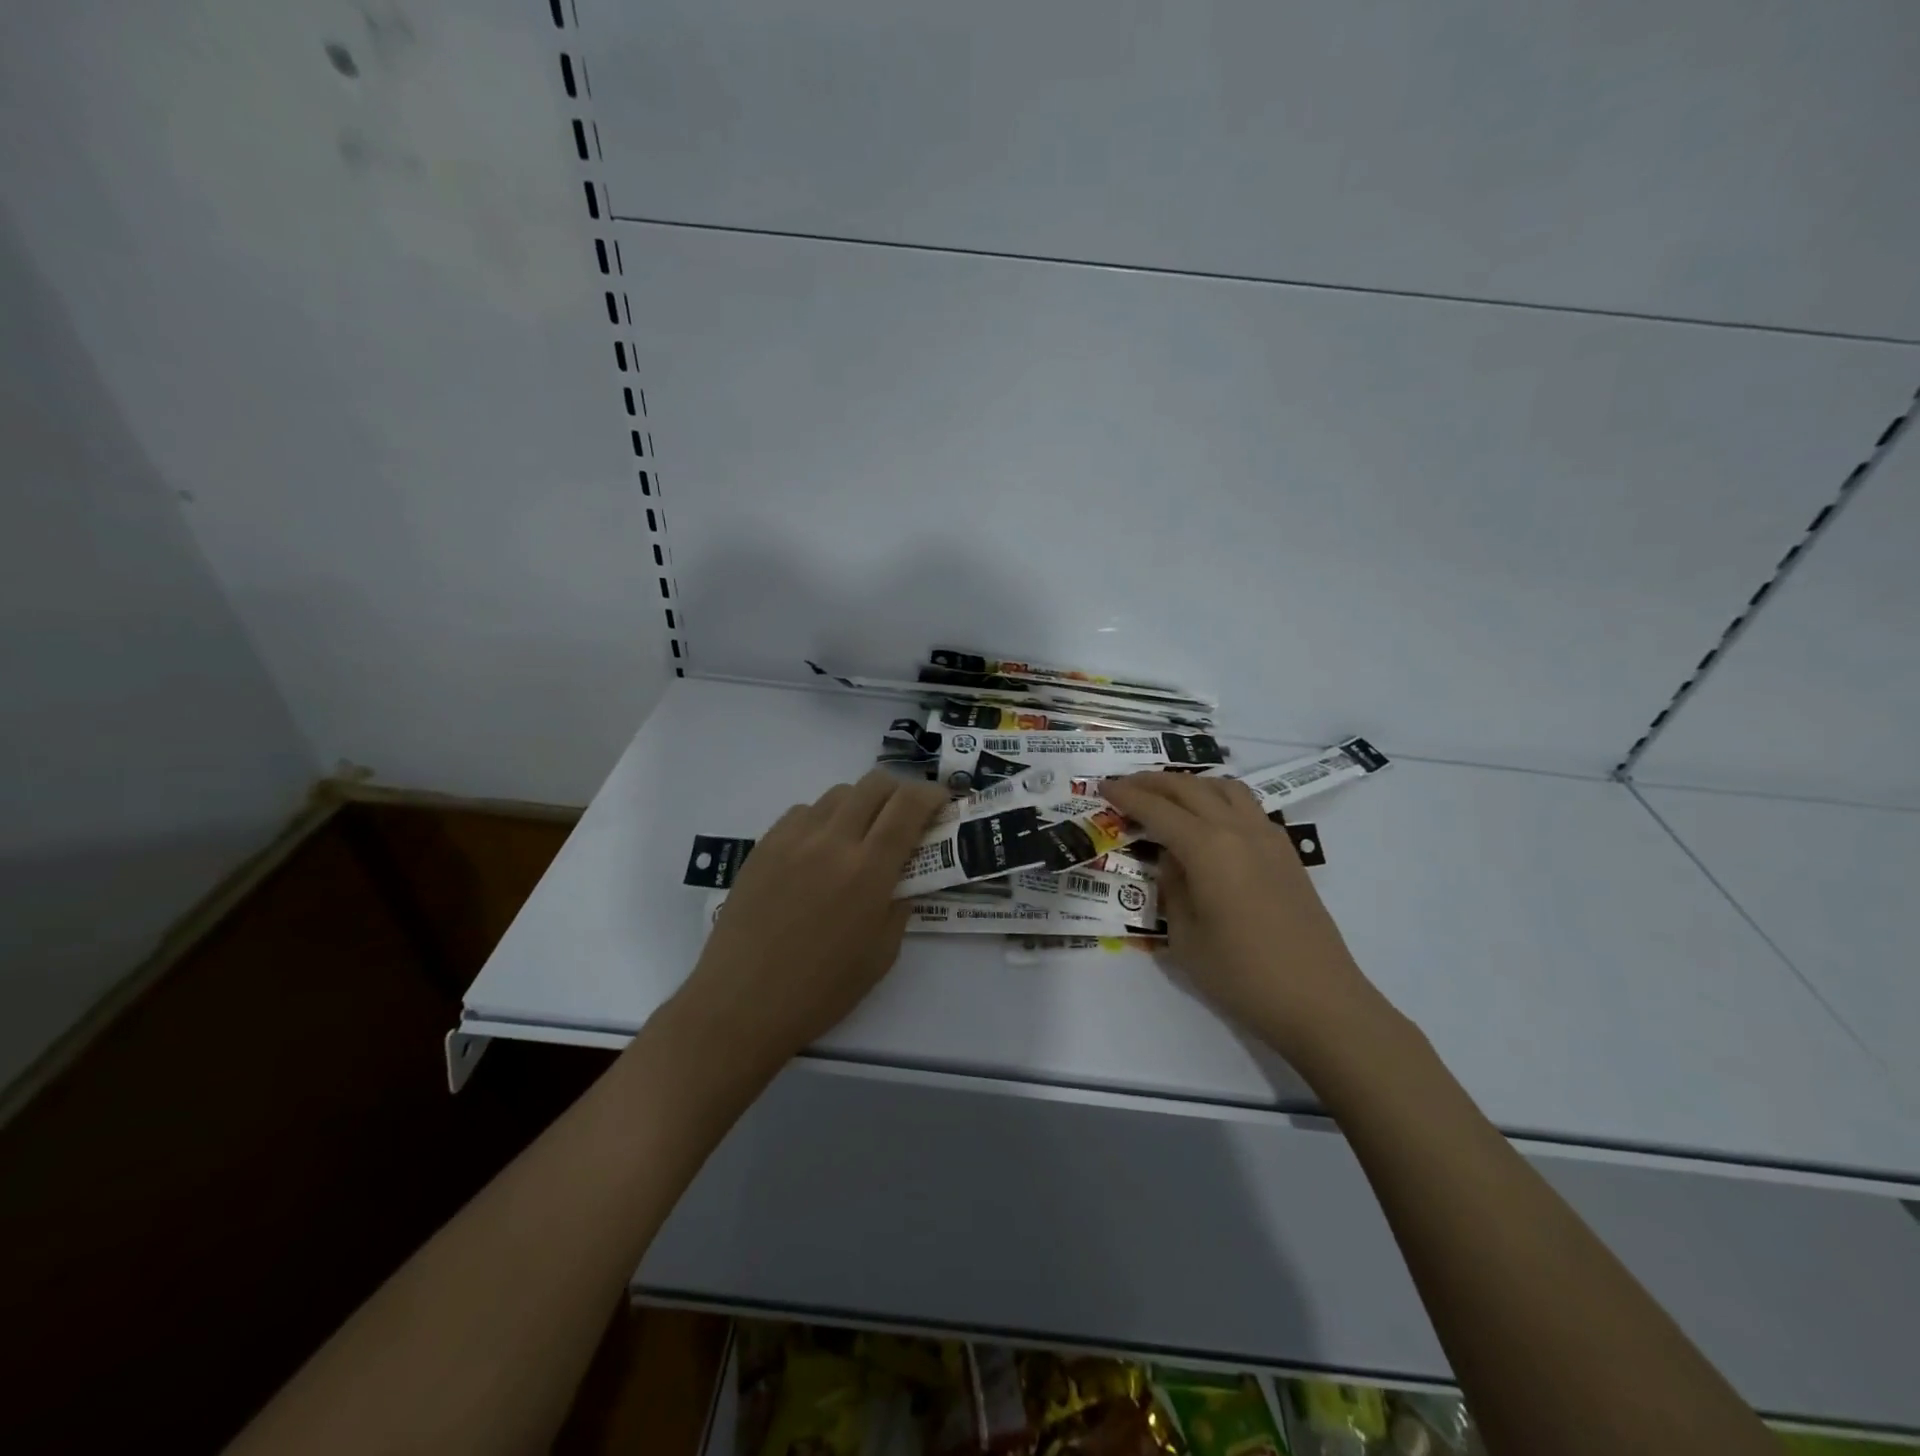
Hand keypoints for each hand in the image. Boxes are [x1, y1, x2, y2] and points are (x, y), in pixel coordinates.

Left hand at [678, 770, 947, 1065]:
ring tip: (862, 835)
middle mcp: (832, 840)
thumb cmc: (820, 990)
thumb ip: (900, 903)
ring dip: (862, 804)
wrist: (740, 1004)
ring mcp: (793, 838)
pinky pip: (803, 812)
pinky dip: (824, 819)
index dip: (932, 795)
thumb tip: (904, 875)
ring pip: (838, 793)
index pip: (908, 805)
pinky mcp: (764, 845)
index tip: (942, 804)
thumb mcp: (882, 954)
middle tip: (906, 816)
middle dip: (900, 791)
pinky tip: (820, 850)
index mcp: (868, 870)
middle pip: (874, 783)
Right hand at [1100, 773, 1377, 1059]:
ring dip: (1190, 785)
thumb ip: (1172, 889)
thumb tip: (1172, 862)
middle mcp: (1238, 830)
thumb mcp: (1185, 937)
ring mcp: (1268, 837)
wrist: (1320, 1001)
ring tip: (1167, 796)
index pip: (1157, 809)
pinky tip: (1209, 821)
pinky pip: (1247, 807)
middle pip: (1190, 788)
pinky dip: (1219, 799)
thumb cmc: (1242, 975)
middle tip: (1125, 785)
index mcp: (1208, 848)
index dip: (1127, 795)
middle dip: (1153, 782)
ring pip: (1224, 788)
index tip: (1103, 787)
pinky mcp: (1287, 853)